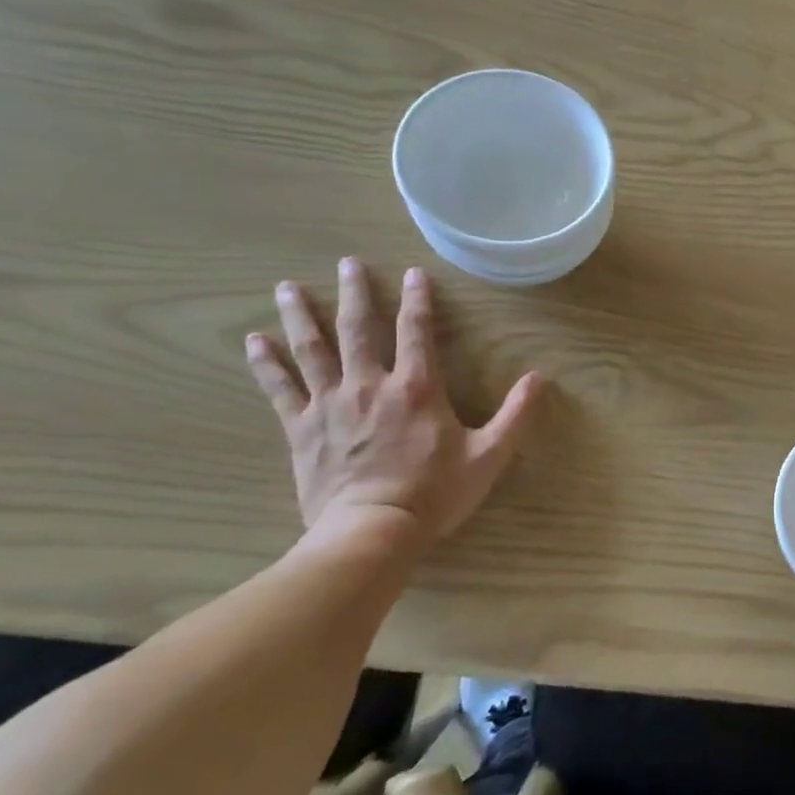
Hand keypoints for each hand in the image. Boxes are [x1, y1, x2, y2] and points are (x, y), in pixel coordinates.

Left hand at [245, 258, 541, 544]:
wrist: (371, 531)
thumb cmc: (435, 493)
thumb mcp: (489, 455)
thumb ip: (516, 414)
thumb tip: (540, 378)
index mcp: (416, 389)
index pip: (417, 332)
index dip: (417, 300)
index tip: (413, 273)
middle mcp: (370, 385)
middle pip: (359, 329)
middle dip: (355, 293)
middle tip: (347, 263)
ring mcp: (330, 405)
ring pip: (312, 350)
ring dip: (301, 316)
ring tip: (287, 287)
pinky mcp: (301, 429)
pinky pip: (280, 388)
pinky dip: (267, 363)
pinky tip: (254, 341)